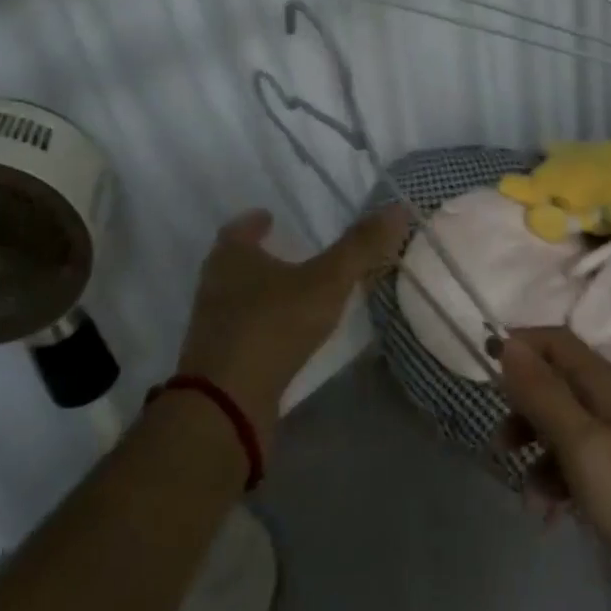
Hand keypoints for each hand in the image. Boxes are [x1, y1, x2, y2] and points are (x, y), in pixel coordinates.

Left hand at [179, 206, 407, 452]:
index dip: (256, 222)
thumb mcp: (326, 281)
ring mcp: (213, 325)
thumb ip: (360, 247)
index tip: (270, 218)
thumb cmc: (273, 325)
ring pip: (237, 297)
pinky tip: (285, 334)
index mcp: (231, 256)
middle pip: (235, 262)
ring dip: (261, 292)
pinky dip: (263, 326)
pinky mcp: (219, 360)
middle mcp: (215, 284)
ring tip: (293, 292)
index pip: (240, 228)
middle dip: (259, 256)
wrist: (227, 402)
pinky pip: (243, 331)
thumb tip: (397, 208)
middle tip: (288, 252)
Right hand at [498, 329, 610, 610]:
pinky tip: (553, 516)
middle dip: (524, 409)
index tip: (485, 367)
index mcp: (608, 386)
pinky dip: (561, 482)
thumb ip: (544, 394)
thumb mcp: (583, 445)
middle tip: (501, 444)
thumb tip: (508, 343)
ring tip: (531, 500)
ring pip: (565, 429)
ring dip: (538, 454)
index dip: (521, 346)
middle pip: (557, 385)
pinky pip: (581, 464)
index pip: (557, 342)